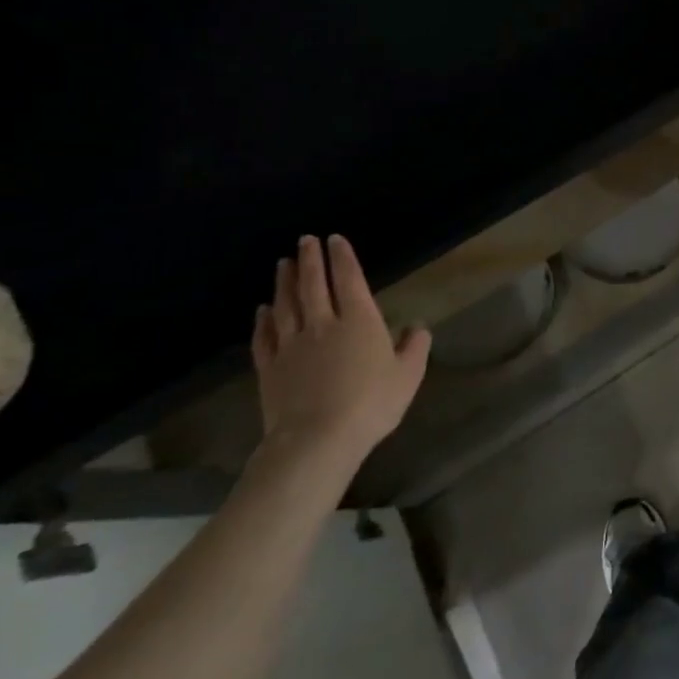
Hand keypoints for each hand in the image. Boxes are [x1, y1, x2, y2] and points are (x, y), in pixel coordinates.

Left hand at [250, 235, 430, 471]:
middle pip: (313, 285)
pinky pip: (264, 337)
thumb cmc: (372, 403)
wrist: (317, 440)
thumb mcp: (408, 375)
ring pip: (286, 305)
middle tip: (305, 240)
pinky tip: (262, 310)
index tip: (336, 239)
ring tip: (284, 264)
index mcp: (360, 321)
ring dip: (284, 282)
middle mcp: (323, 324)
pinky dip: (263, 320)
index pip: (349, 280)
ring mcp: (292, 345)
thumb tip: (417, 326)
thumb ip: (414, 347)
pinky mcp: (270, 368)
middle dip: (310, 260)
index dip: (343, 258)